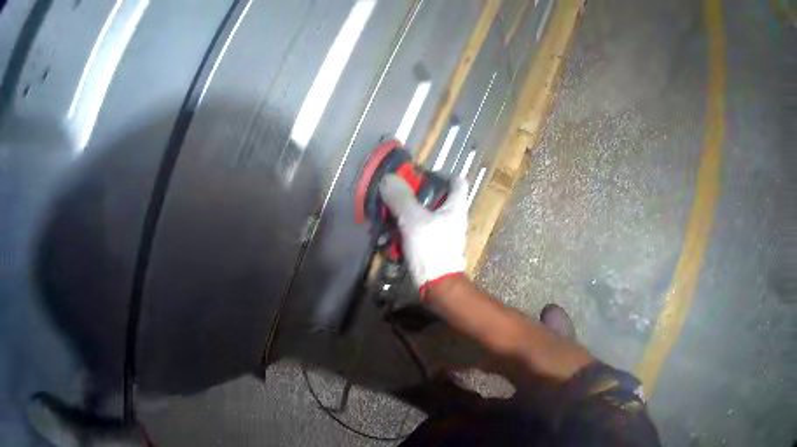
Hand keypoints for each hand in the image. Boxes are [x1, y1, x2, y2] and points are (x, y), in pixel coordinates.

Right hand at [378, 173, 468, 293]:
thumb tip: (389, 178)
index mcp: (455, 207)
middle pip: (436, 198)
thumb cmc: (431, 248)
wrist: (437, 285)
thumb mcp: (413, 220)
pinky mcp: (433, 246)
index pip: (457, 181)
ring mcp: (443, 233)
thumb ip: (401, 198)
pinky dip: (405, 230)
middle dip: (414, 195)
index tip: (420, 176)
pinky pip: (418, 231)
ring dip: (405, 214)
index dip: (441, 174)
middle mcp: (452, 218)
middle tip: (395, 196)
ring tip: (386, 216)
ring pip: (424, 215)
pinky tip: (389, 235)